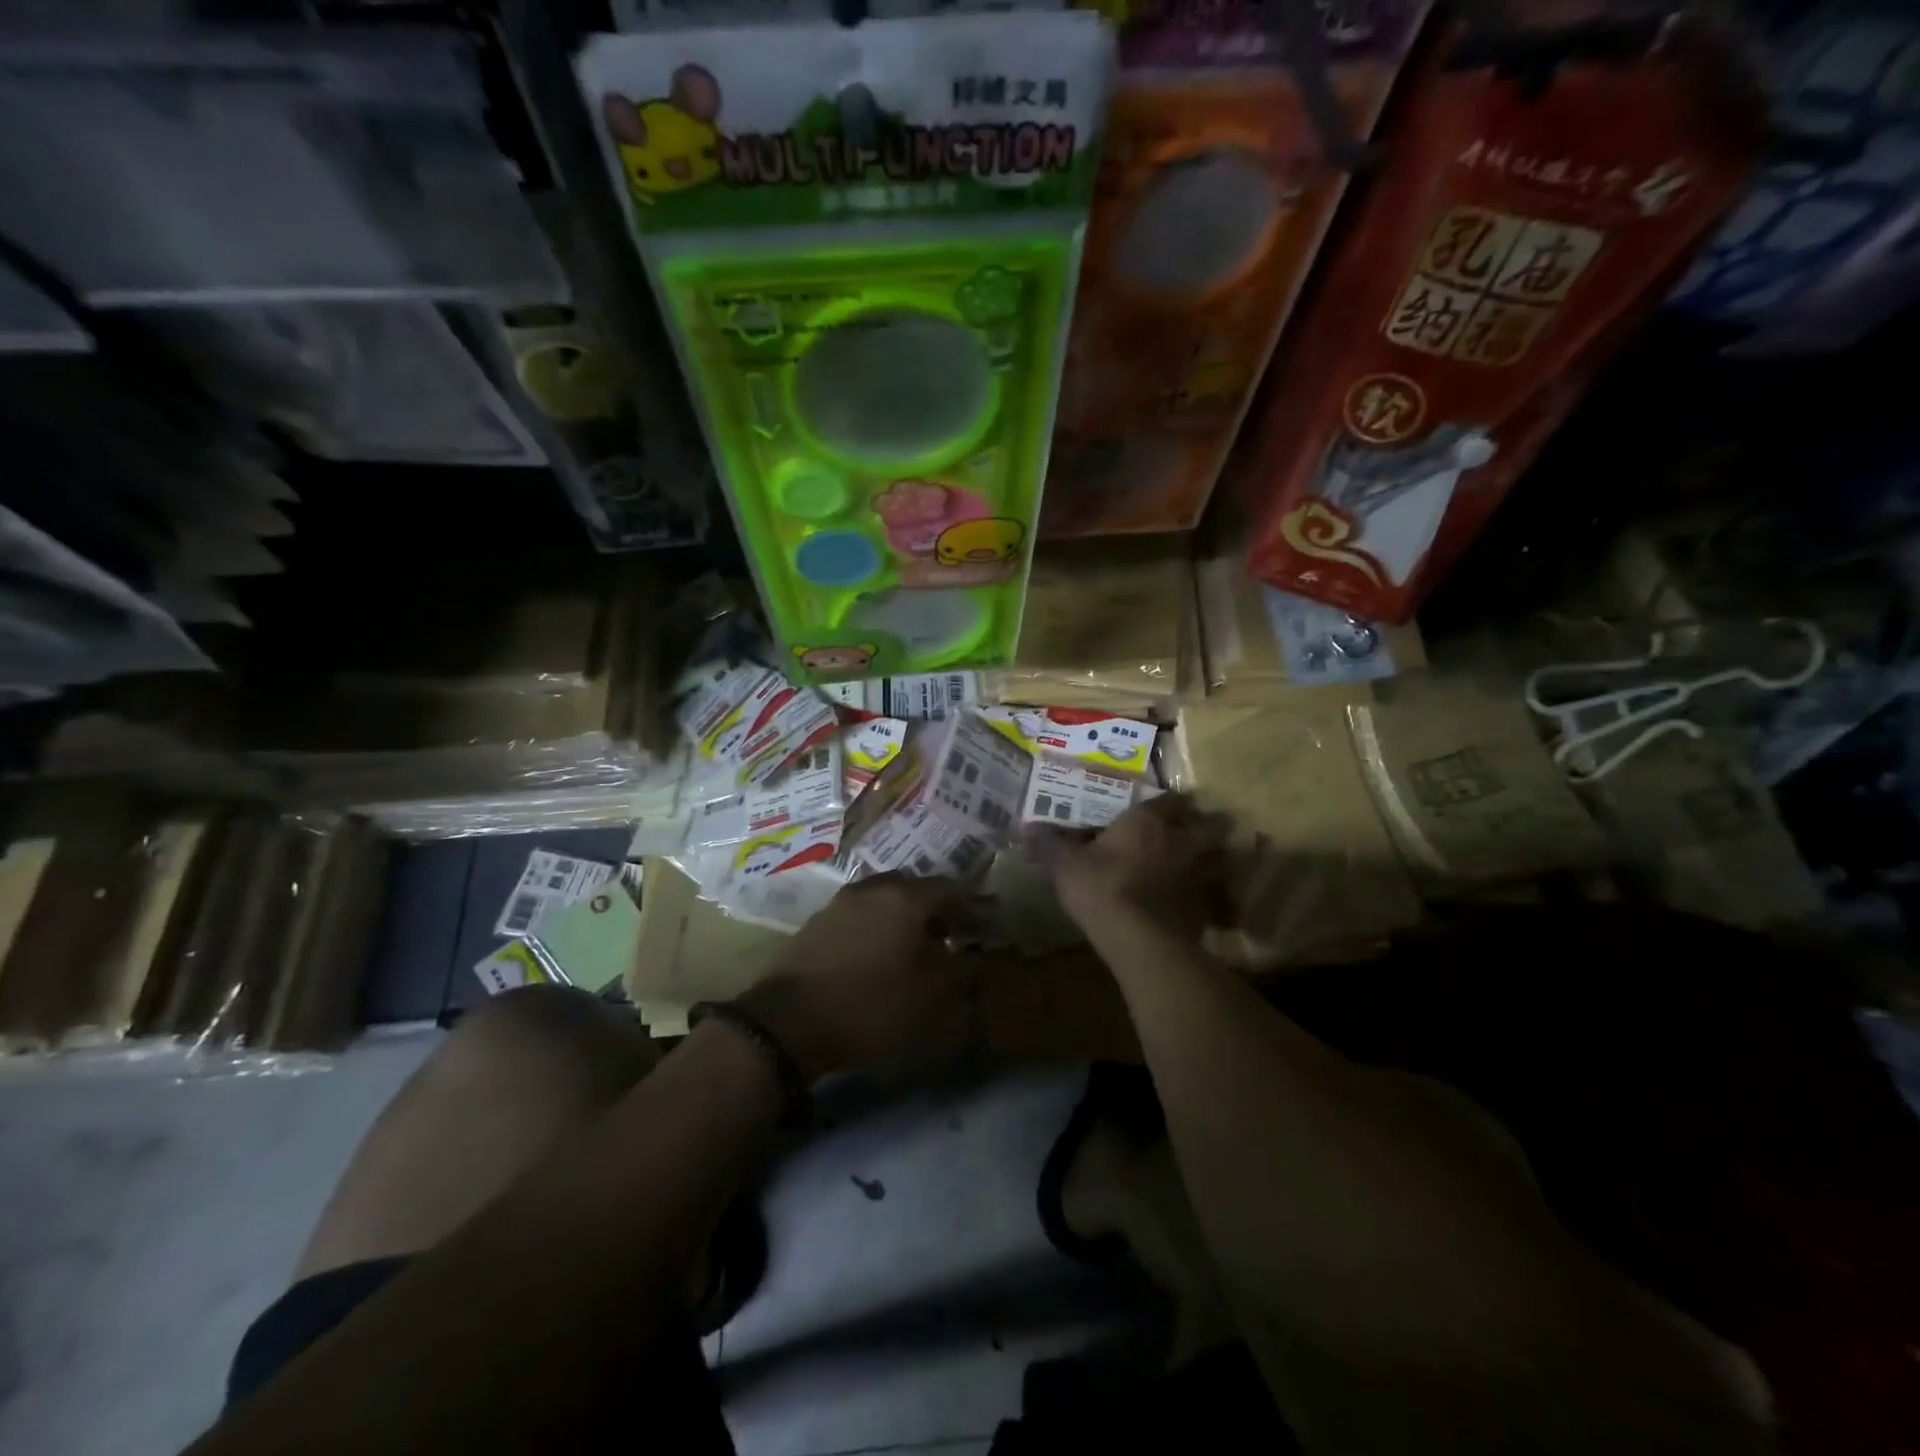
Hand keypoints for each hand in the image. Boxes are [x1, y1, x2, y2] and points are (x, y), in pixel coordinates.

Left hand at [738, 873, 976, 1081]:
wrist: (789, 1021)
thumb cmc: (871, 1006)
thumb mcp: (930, 997)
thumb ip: (959, 972)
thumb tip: (973, 957)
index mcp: (905, 898)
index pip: (950, 889)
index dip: (973, 906)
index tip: (988, 925)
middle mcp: (873, 888)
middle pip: (915, 889)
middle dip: (938, 909)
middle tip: (954, 934)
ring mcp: (841, 902)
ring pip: (885, 899)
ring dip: (906, 917)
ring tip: (917, 947)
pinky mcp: (818, 922)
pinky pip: (861, 914)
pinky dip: (880, 926)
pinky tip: (880, 954)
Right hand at [1026, 794, 1228, 936]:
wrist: (1140, 940)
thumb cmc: (1101, 888)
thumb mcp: (1064, 865)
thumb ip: (1048, 843)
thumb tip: (1027, 827)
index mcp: (1148, 821)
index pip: (1169, 799)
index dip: (1166, 801)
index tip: (1159, 805)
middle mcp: (1180, 840)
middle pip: (1208, 824)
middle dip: (1204, 824)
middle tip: (1188, 830)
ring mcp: (1197, 874)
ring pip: (1214, 857)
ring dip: (1208, 858)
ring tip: (1193, 864)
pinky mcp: (1203, 906)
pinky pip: (1207, 891)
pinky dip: (1201, 893)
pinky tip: (1185, 901)